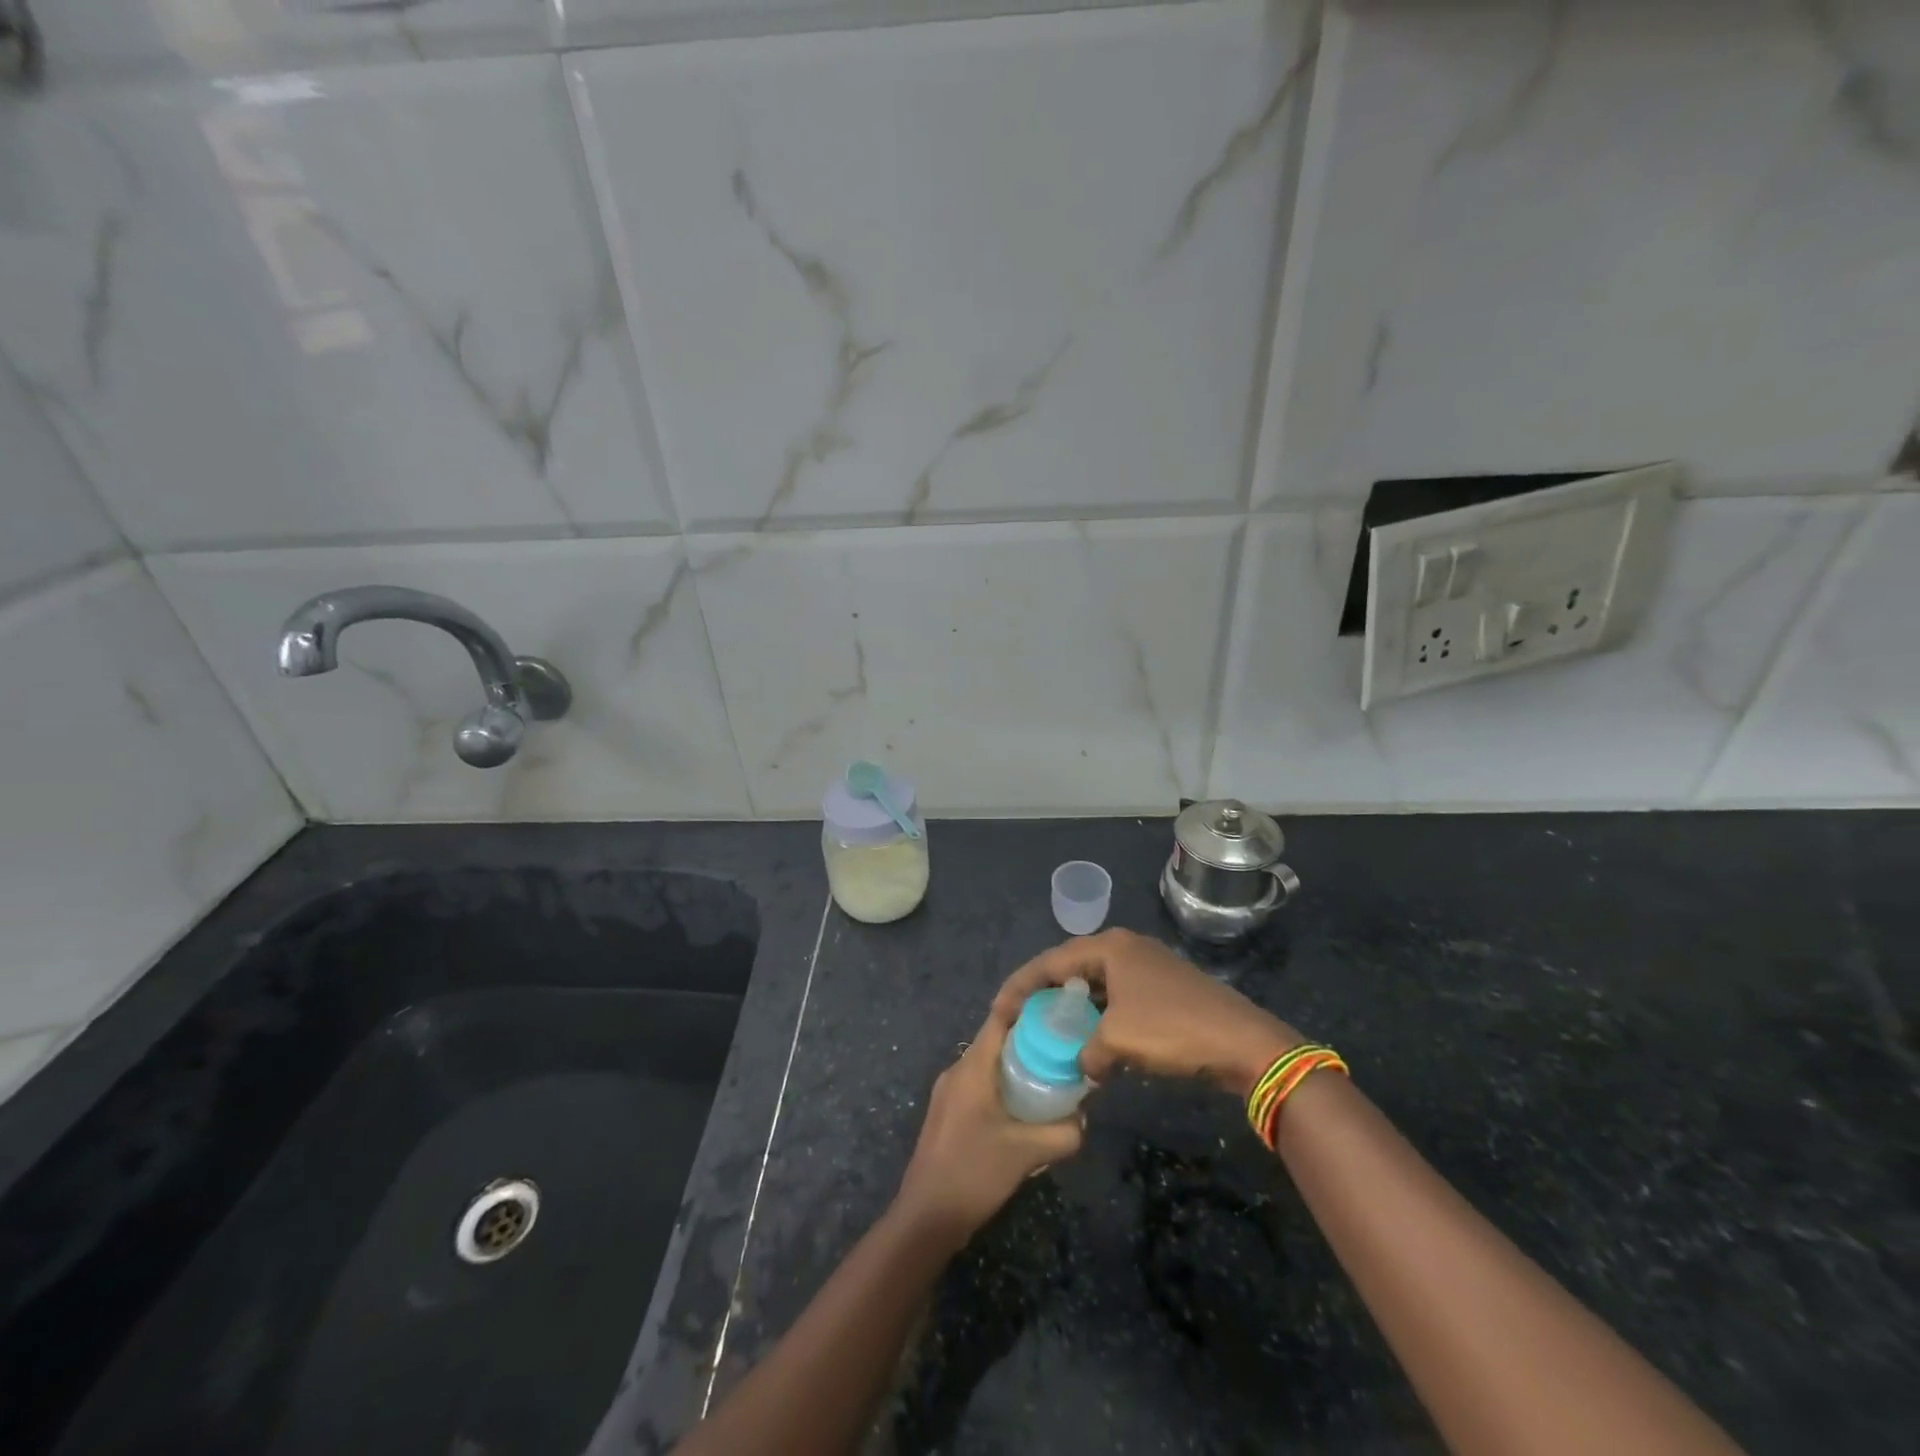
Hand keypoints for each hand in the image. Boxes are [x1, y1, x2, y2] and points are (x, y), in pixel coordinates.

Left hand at [892, 1006, 1083, 1250]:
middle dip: (1030, 1041)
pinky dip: (1003, 1088)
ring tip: (1051, 1080)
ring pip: (988, 1066)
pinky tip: (1024, 1112)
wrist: (926, 1217)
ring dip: (1017, 1068)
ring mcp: (949, 1093)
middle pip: (996, 1040)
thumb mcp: (1026, 1153)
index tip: (1057, 1007)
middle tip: (1064, 1049)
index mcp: (972, 1067)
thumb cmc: (973, 1173)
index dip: (1028, 1006)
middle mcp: (957, 1071)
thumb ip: (1062, 1134)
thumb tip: (1084, 1120)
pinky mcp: (947, 1114)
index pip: (1000, 1018)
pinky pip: (980, 1086)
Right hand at [994, 928, 1300, 1096]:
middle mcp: (1125, 947)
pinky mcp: (1164, 987)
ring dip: (1074, 1006)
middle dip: (1045, 992)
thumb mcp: (1117, 1041)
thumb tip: (1084, 1065)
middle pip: (1072, 967)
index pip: (1051, 962)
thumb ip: (1086, 1052)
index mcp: (1109, 947)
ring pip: (1096, 983)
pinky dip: (1099, 1015)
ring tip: (1050, 1028)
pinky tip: (1092, 1039)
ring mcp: (1147, 965)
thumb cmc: (1172, 1029)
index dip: (1021, 986)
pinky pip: (1117, 996)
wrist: (1242, 1041)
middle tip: (1021, 1017)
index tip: (999, 1011)